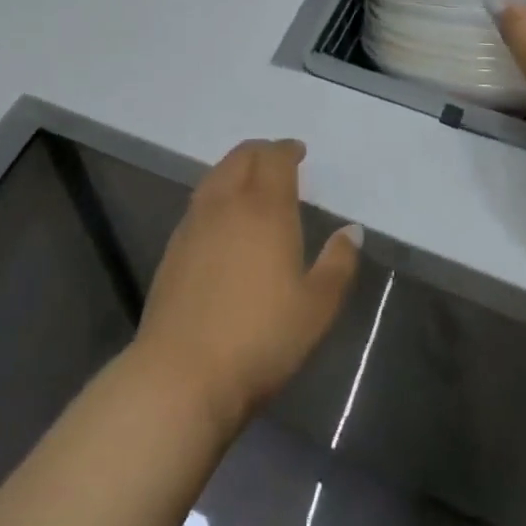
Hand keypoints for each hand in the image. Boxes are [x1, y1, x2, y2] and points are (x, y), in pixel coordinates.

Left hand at [132, 140, 360, 431]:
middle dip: (261, 151)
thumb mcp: (317, 308)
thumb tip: (352, 230)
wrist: (181, 375)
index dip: (287, 150)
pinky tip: (222, 218)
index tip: (299, 152)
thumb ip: (338, 263)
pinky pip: (199, 202)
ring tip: (250, 182)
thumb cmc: (260, 339)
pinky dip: (216, 193)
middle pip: (241, 158)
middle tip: (277, 160)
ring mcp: (194, 224)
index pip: (275, 159)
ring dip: (235, 168)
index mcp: (266, 209)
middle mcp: (227, 204)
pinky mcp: (173, 248)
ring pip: (215, 176)